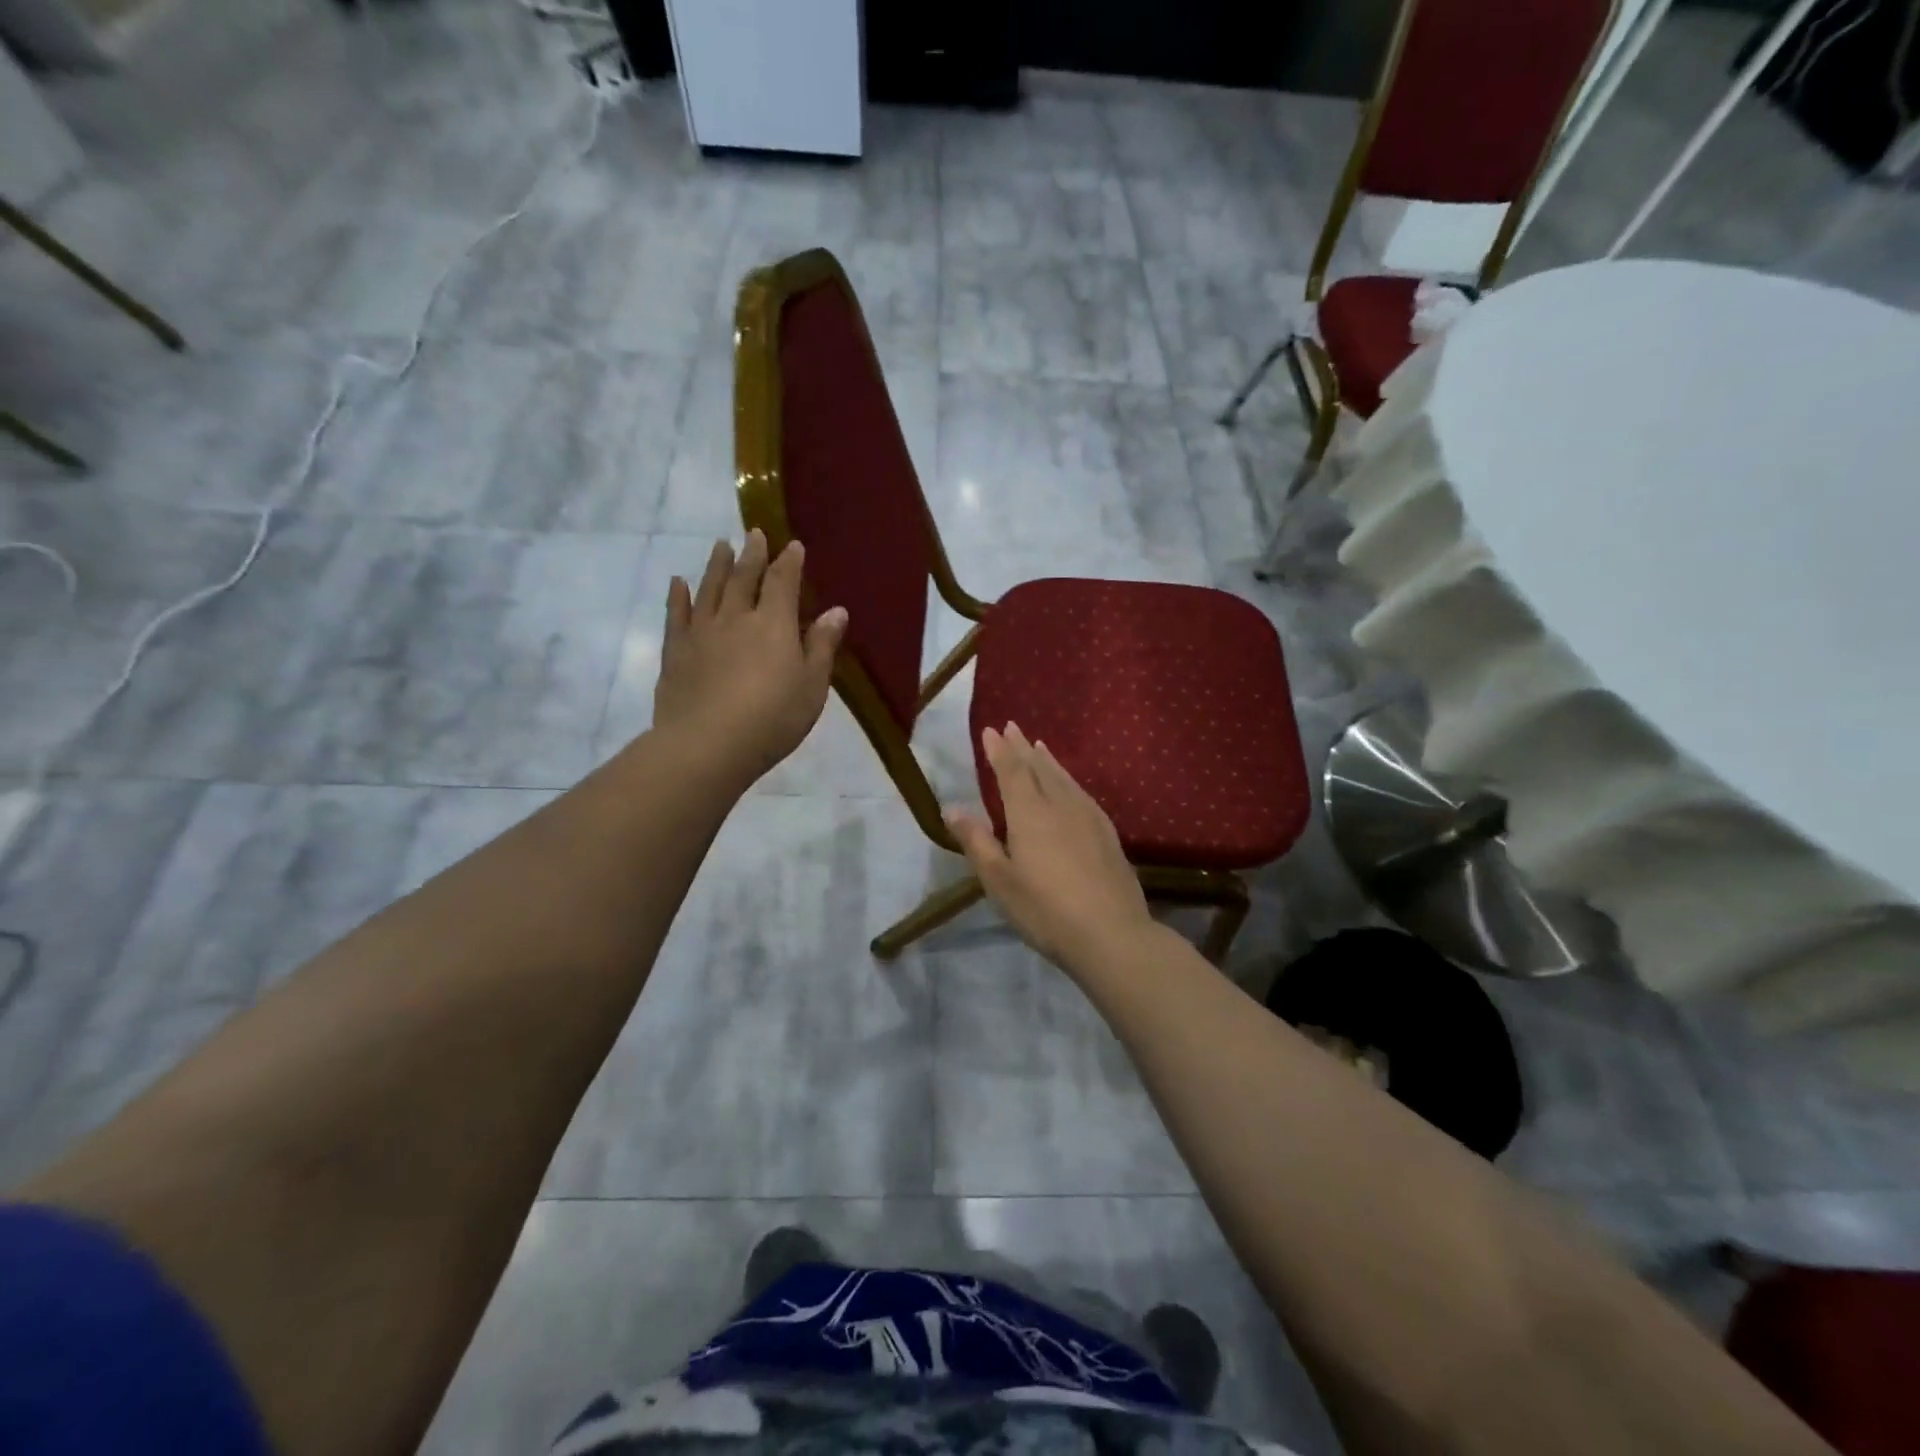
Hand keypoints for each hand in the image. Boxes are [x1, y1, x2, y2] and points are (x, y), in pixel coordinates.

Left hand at [651, 530, 847, 788]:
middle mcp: (736, 617)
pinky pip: (677, 614)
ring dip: (717, 565)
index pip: (783, 582)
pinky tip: (678, 583)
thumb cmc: (773, 718)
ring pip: (710, 588)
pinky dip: (678, 596)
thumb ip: (822, 646)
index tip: (793, 545)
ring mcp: (702, 631)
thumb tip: (836, 611)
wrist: (708, 744)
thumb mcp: (812, 686)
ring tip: (720, 546)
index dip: (790, 562)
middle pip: (744, 577)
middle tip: (755, 534)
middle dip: (752, 554)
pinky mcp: (676, 650)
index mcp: (774, 623)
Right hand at [946, 723, 1156, 973]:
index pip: (1011, 772)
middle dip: (1022, 747)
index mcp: (1029, 813)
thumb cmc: (1045, 910)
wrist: (1112, 934)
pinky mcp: (1108, 834)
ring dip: (1048, 760)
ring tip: (1039, 746)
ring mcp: (1089, 818)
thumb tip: (952, 808)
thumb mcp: (999, 881)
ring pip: (1064, 778)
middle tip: (1012, 726)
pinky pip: (1083, 793)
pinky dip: (1070, 780)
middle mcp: (1060, 805)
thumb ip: (976, 841)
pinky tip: (1072, 787)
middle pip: (1039, 768)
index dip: (999, 750)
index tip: (990, 730)